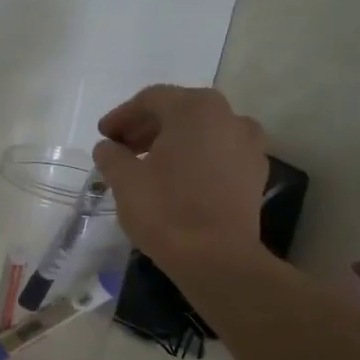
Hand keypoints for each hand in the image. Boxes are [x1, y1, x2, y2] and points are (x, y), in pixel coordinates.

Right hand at [92, 85, 269, 268]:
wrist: (217, 259)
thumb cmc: (166, 211)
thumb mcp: (125, 180)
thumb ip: (112, 156)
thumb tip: (108, 148)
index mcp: (196, 109)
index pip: (151, 100)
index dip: (122, 116)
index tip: (103, 136)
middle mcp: (229, 116)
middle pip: (179, 112)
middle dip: (147, 128)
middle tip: (121, 148)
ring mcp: (248, 145)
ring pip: (202, 132)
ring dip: (172, 142)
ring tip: (147, 164)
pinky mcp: (255, 174)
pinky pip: (219, 154)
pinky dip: (196, 158)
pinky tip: (177, 179)